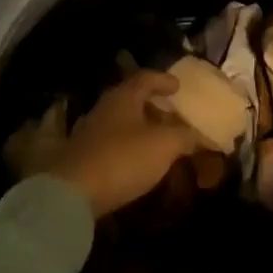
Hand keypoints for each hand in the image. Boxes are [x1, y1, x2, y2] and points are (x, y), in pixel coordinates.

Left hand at [47, 71, 200, 217]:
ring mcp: (90, 134)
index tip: (178, 86)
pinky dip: (130, 149)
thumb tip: (200, 136)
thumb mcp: (164, 145)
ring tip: (161, 142)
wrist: (72, 194)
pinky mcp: (83, 159)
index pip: (145, 78)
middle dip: (154, 107)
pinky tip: (140, 162)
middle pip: (132, 100)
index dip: (164, 80)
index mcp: (123, 97)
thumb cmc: (123, 158)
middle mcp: (104, 110)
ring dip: (142, 130)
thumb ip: (185, 136)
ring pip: (121, 124)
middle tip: (173, 116)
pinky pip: (113, 146)